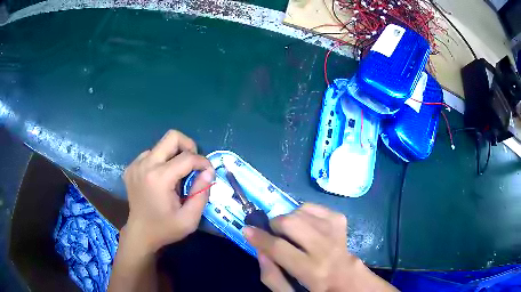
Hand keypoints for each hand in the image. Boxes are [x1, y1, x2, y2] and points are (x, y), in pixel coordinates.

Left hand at [122, 130, 214, 253]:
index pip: (187, 157)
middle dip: (189, 146)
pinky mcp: (131, 167)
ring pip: (161, 145)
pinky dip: (161, 161)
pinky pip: (151, 153)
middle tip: (193, 165)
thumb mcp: (190, 219)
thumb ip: (201, 193)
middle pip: (172, 137)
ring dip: (174, 155)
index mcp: (159, 178)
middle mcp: (145, 165)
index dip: (203, 162)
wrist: (140, 233)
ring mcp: (135, 164)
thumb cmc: (165, 228)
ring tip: (177, 175)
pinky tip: (162, 177)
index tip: (208, 172)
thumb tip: (208, 171)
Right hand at [244, 203, 397, 291]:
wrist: (350, 281)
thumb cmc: (317, 290)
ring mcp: (336, 232)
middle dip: (275, 224)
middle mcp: (325, 249)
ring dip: (290, 218)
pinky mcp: (341, 222)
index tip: (247, 230)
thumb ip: (271, 276)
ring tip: (290, 231)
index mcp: (312, 272)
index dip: (259, 237)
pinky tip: (305, 224)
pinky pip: (317, 207)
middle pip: (291, 223)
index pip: (279, 248)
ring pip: (303, 211)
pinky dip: (305, 211)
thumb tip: (260, 250)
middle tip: (273, 233)